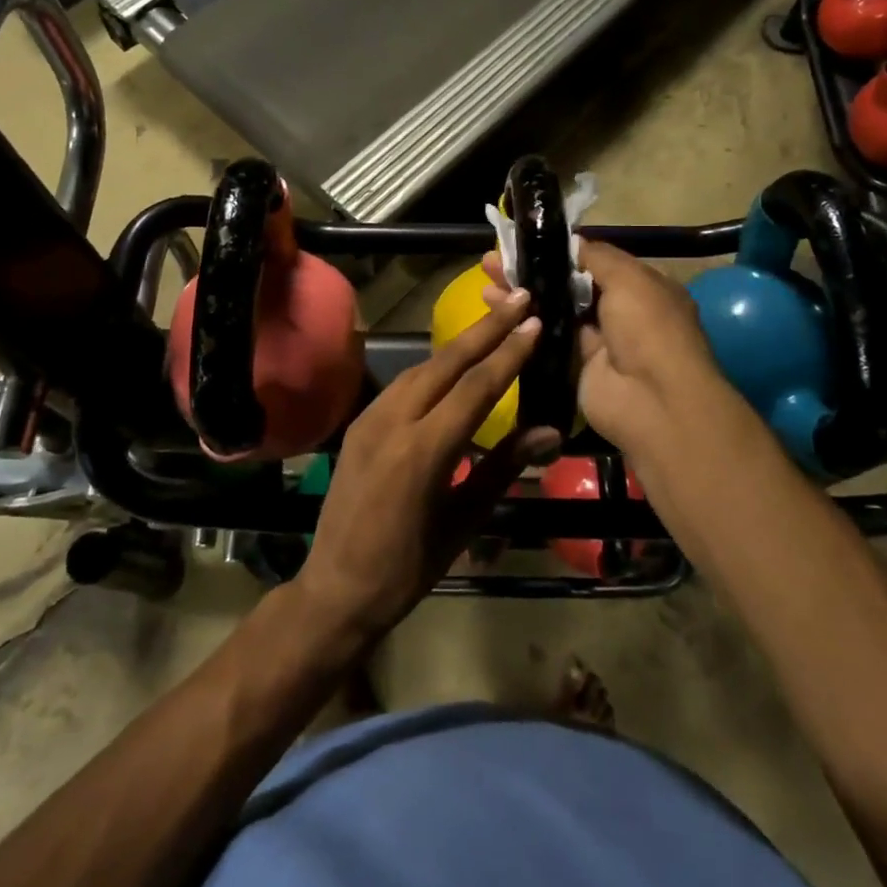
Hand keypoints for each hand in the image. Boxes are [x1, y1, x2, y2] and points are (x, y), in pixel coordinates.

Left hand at [292, 291, 560, 647]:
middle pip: (446, 362)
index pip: (476, 387)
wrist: (336, 588)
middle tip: (520, 298)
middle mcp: (392, 421)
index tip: (535, 322)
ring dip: (459, 345)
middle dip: (486, 328)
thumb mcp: (464, 521)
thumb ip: (503, 467)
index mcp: (423, 451)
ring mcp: (369, 419)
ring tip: (494, 324)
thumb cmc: (409, 568)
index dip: (509, 353)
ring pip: (421, 368)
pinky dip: (433, 368)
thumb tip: (550, 431)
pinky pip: (401, 384)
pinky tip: (452, 365)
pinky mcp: (358, 423)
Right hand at [483, 240, 724, 455]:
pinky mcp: (573, 365)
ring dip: (521, 293)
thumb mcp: (629, 278)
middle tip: (495, 258)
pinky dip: (521, 322)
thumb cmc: (648, 328)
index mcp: (642, 287)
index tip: (527, 242)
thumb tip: (571, 241)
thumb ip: (596, 256)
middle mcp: (620, 312)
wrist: (653, 400)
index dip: (561, 252)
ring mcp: (596, 340)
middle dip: (533, 270)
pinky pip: (544, 337)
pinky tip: (491, 304)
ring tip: (486, 275)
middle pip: (567, 285)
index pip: (595, 262)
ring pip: (552, 309)